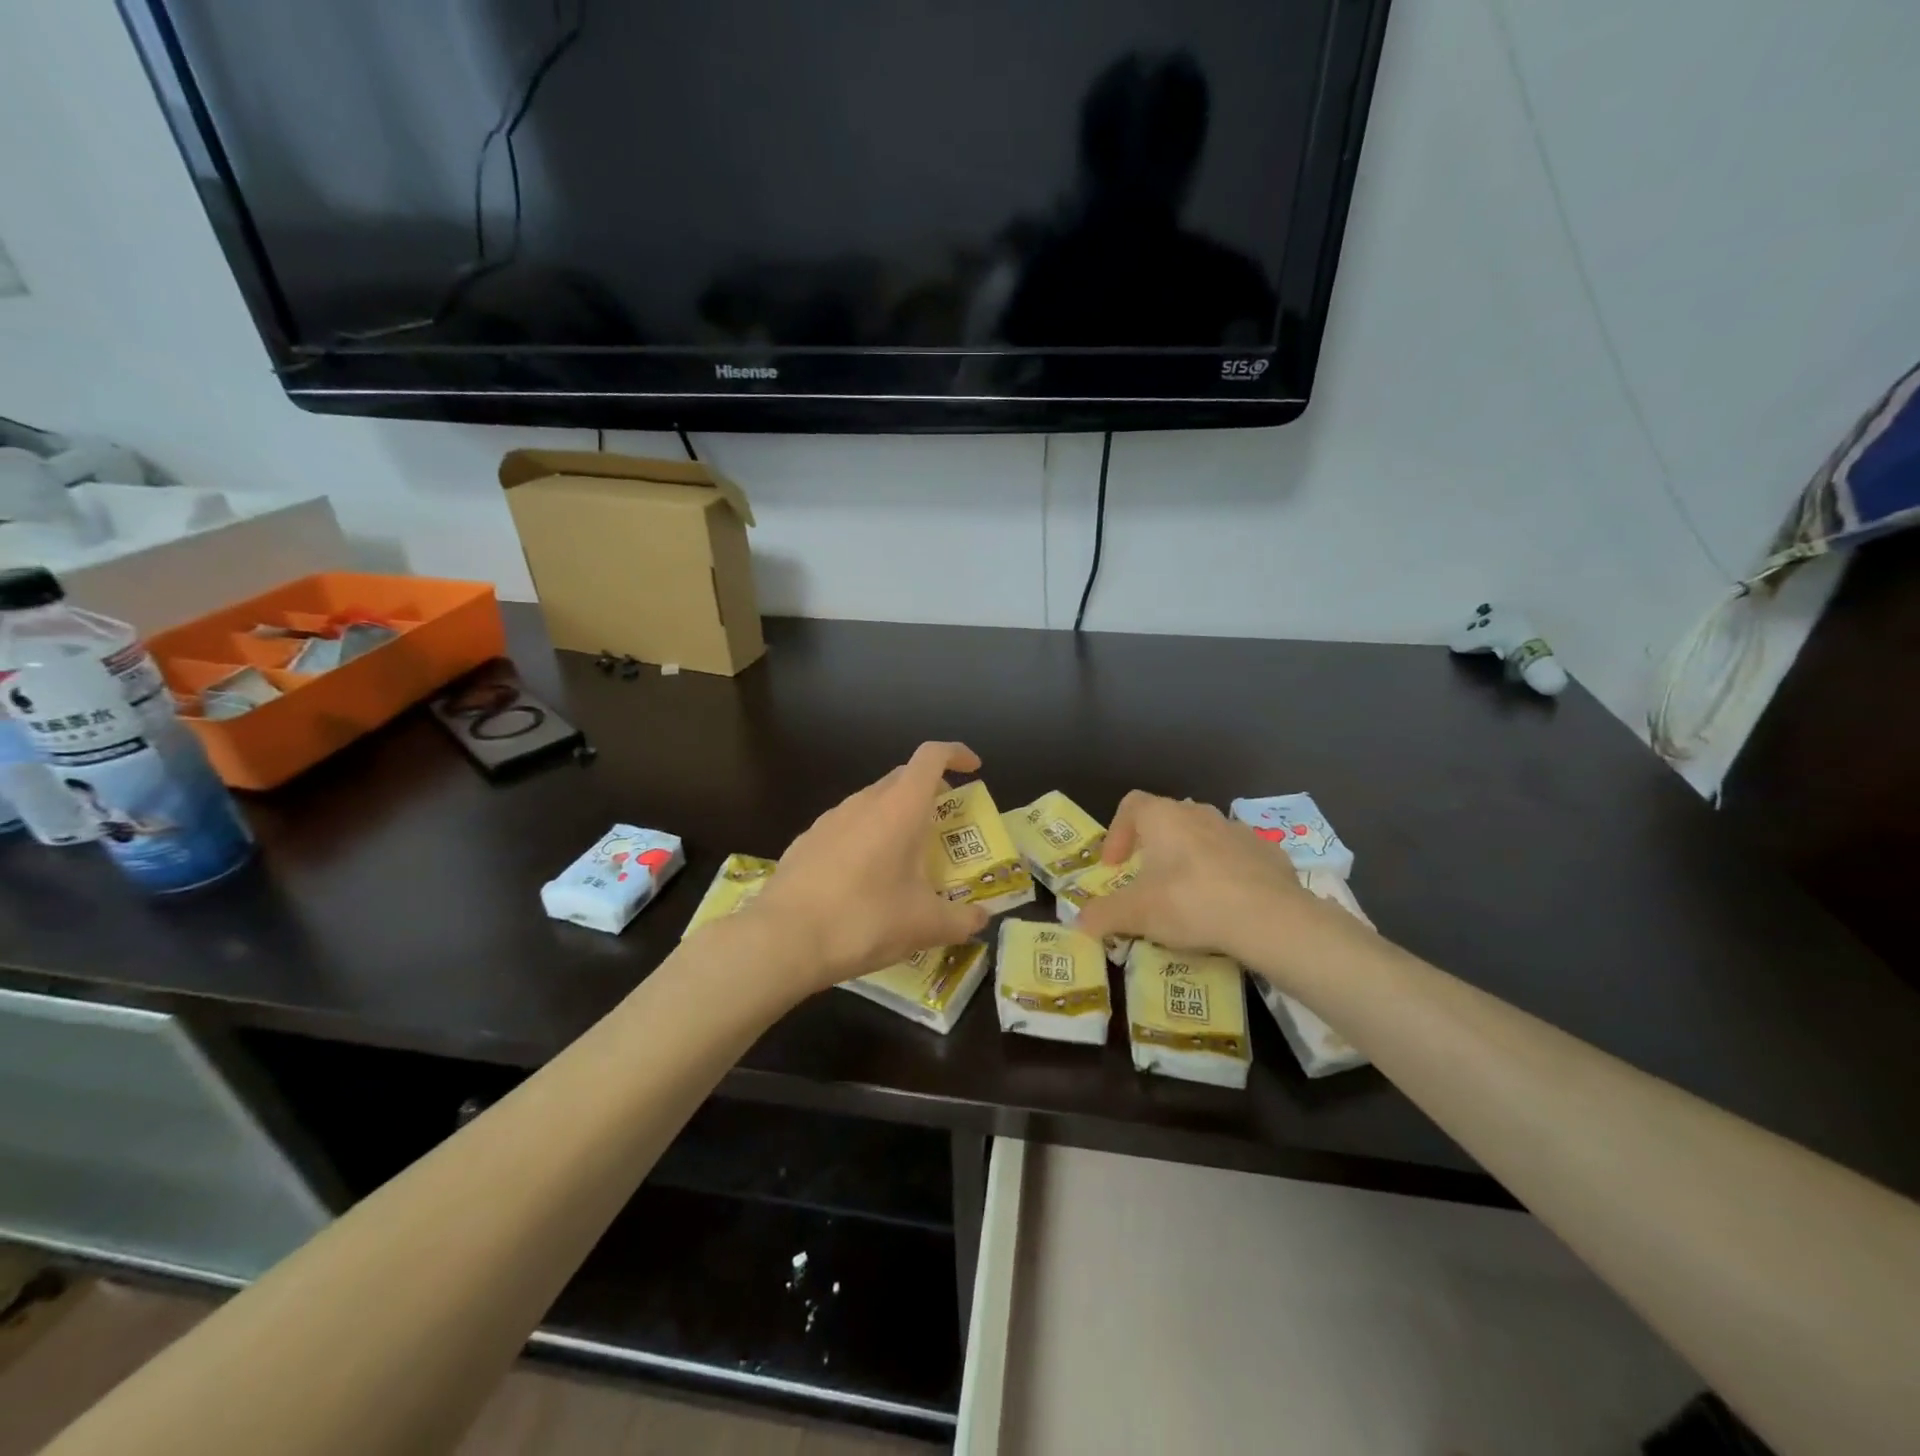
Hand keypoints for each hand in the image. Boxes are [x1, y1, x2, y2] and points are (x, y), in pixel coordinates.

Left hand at [742, 742, 991, 992]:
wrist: (783, 940)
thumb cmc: (865, 921)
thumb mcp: (924, 926)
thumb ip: (961, 920)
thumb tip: (981, 919)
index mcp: (900, 808)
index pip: (931, 756)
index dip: (956, 754)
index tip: (973, 769)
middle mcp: (864, 802)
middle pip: (903, 777)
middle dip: (929, 791)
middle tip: (945, 826)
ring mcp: (829, 819)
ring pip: (872, 802)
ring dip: (895, 816)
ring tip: (905, 859)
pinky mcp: (806, 841)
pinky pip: (846, 826)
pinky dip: (865, 838)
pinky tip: (863, 879)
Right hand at [1076, 792, 1358, 977]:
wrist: (1269, 918)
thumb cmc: (1190, 903)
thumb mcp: (1136, 914)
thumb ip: (1103, 915)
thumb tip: (1078, 924)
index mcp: (1163, 817)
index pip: (1131, 805)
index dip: (1117, 832)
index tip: (1115, 866)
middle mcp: (1199, 813)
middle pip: (1168, 819)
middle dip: (1155, 847)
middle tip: (1149, 882)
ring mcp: (1238, 830)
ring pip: (1205, 837)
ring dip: (1192, 859)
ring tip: (1189, 896)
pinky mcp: (1270, 853)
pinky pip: (1239, 857)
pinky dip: (1228, 874)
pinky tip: (1228, 905)